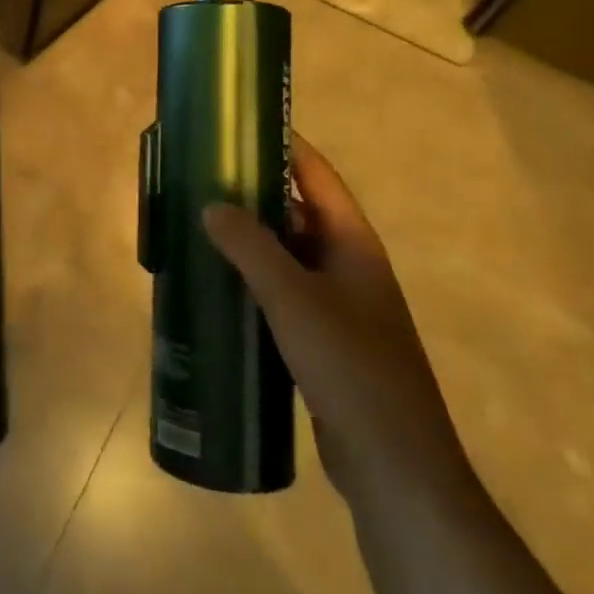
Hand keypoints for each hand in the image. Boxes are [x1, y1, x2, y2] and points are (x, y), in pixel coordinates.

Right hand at [203, 137, 468, 500]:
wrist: (395, 467)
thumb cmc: (351, 369)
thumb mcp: (294, 300)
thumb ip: (251, 248)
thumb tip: (211, 204)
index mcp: (354, 244)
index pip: (317, 176)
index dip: (284, 145)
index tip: (240, 125)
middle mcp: (348, 266)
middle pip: (298, 213)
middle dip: (254, 194)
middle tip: (201, 178)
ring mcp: (338, 306)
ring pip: (286, 256)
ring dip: (249, 240)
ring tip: (198, 225)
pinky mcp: (323, 341)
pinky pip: (282, 294)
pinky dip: (252, 282)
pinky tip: (217, 286)